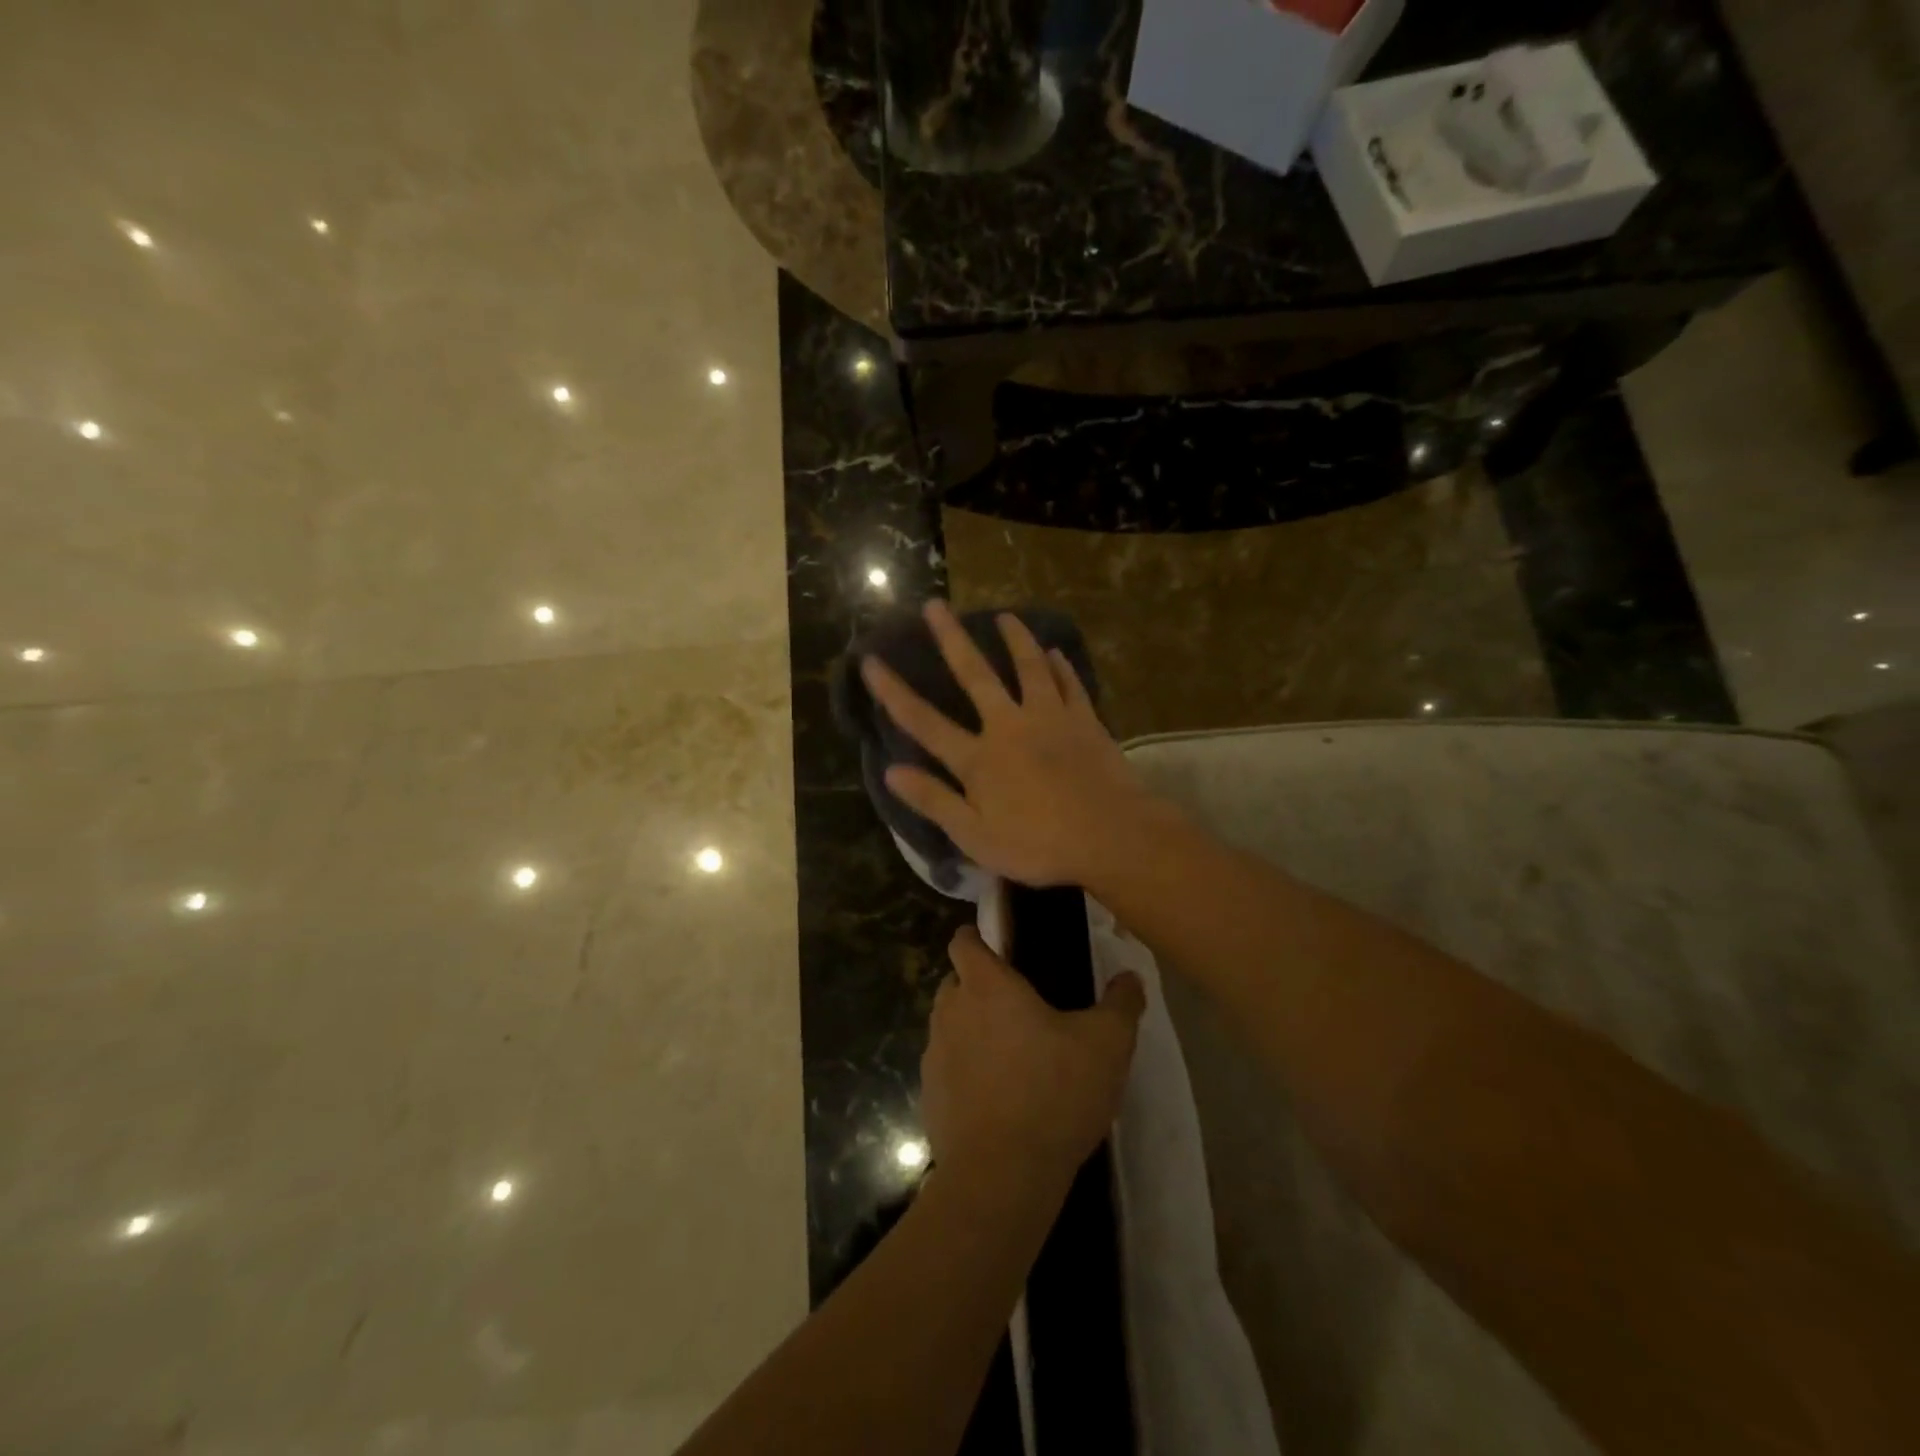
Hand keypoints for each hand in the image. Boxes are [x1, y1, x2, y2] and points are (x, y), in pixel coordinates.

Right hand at [861, 601, 1160, 887]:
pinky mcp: (1084, 721)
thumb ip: (934, 800)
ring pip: (1028, 667)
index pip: (924, 721)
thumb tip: (891, 771)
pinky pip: (1069, 685)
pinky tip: (1055, 653)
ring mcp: (1050, 718)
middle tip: (935, 605)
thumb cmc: (1038, 844)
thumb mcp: (975, 835)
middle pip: (975, 676)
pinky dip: (1060, 667)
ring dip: (1015, 639)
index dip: (893, 692)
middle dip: (952, 640)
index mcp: (978, 758)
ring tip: (1004, 616)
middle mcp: (1009, 726)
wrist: (1110, 835)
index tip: (871, 661)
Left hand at [921, 928, 1145, 1187]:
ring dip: (974, 1030)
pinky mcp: (929, 1096)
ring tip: (1014, 1054)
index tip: (1001, 946)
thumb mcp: (1107, 1045)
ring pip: (951, 1025)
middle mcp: (950, 1011)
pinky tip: (999, 1097)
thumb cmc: (1053, 1093)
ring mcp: (933, 1055)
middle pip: (957, 982)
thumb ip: (1121, 1003)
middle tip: (1022, 1005)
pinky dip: (967, 1072)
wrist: (1001, 1176)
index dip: (977, 937)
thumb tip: (1130, 976)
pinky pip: (947, 1068)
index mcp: (985, 985)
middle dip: (981, 986)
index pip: (963, 941)